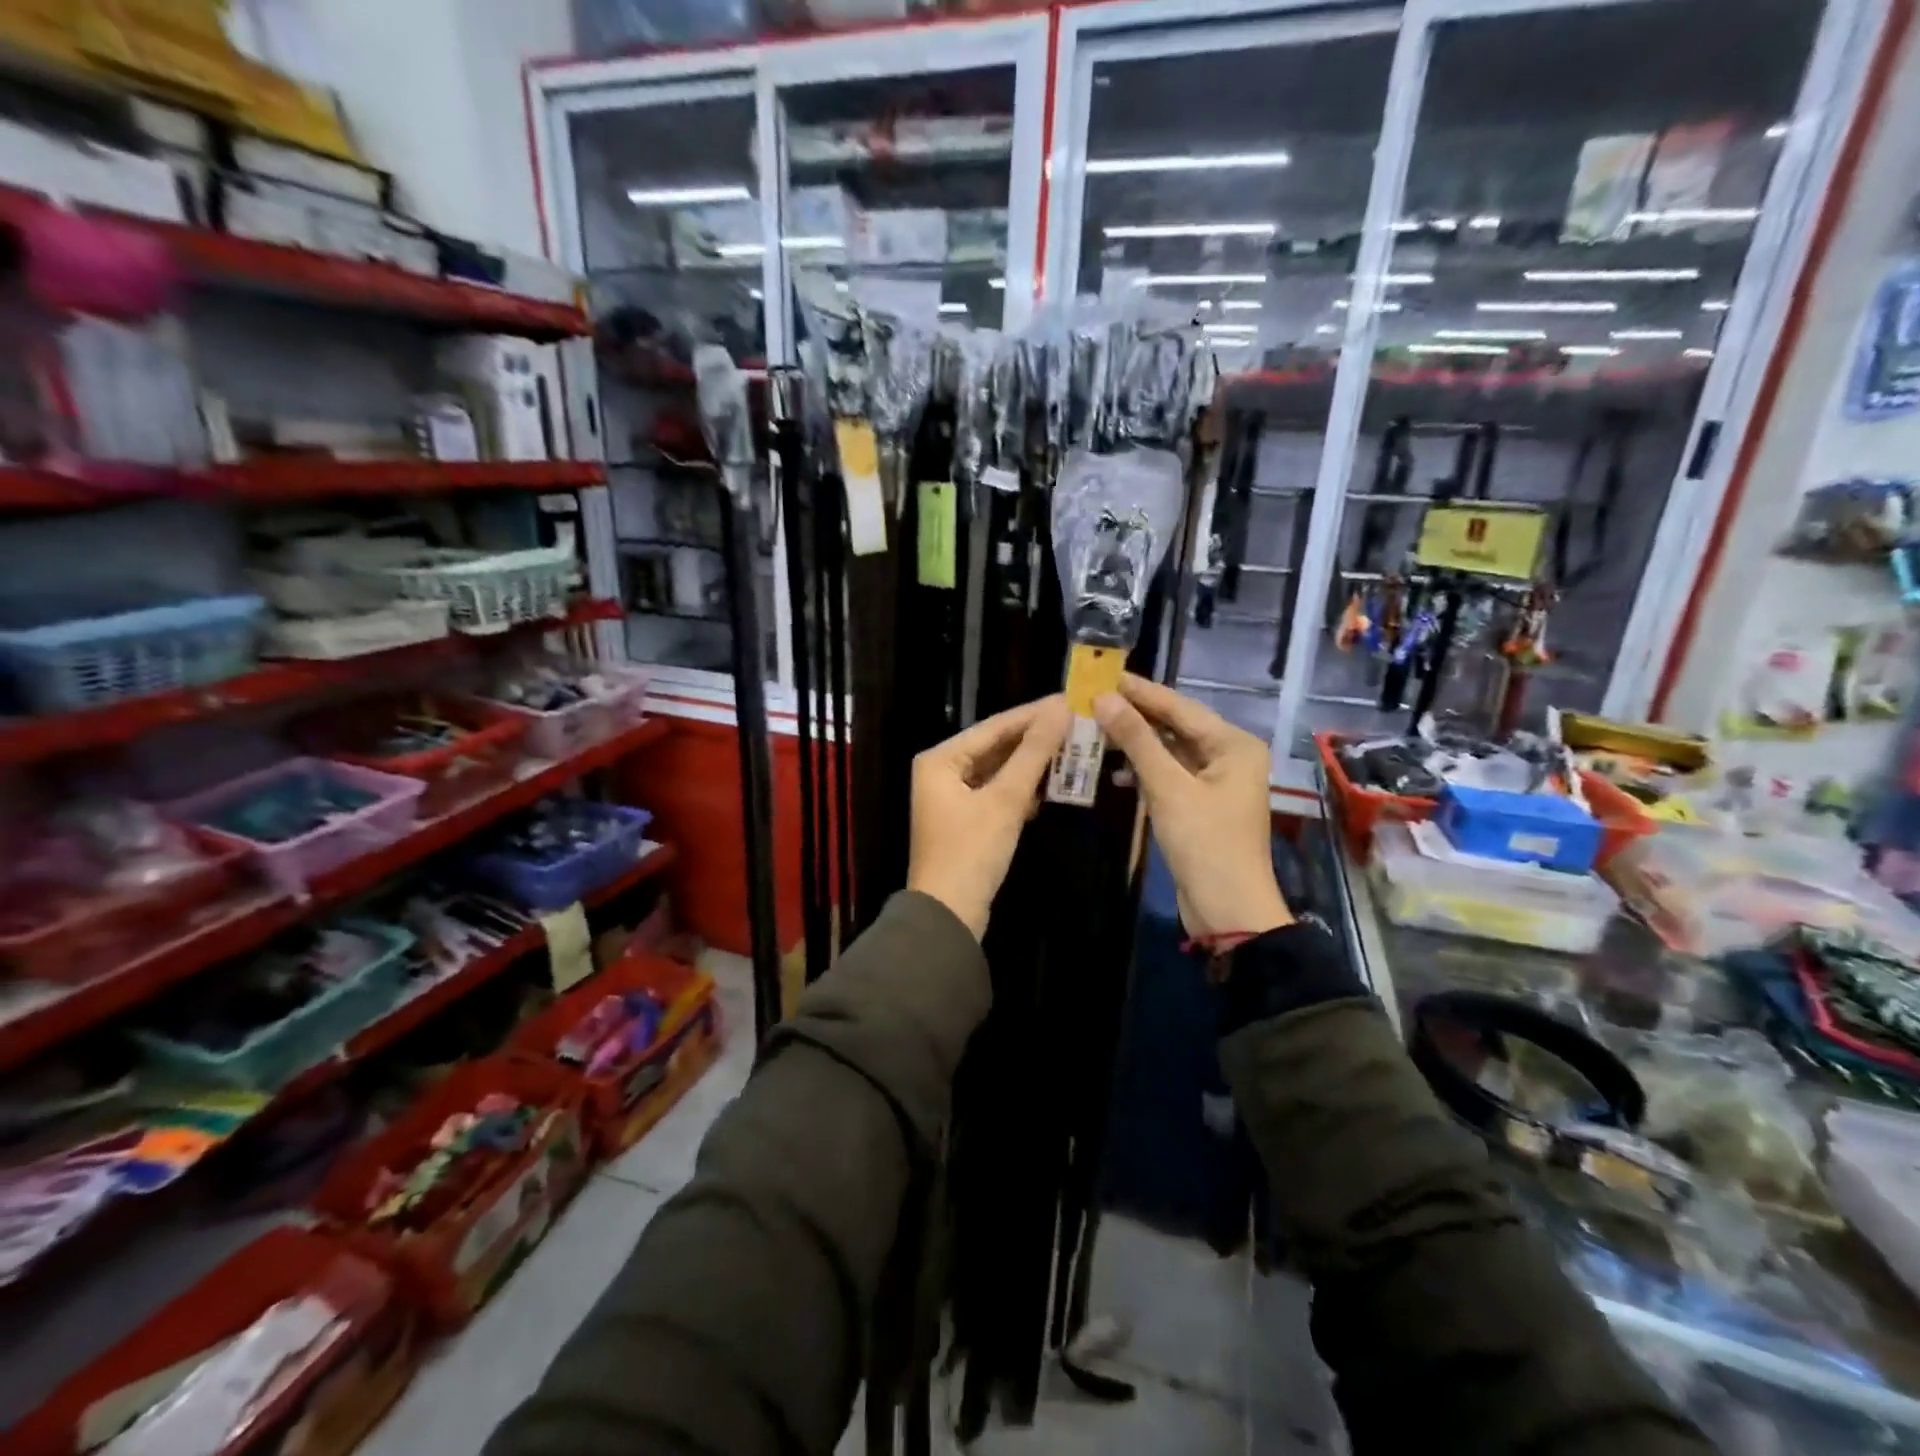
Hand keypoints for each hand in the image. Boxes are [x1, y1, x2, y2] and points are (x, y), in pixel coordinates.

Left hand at [907, 696, 1072, 938]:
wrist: (949, 916)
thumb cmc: (971, 851)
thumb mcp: (1005, 800)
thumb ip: (1033, 753)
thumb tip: (1060, 710)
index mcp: (940, 759)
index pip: (994, 726)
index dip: (1034, 714)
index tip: (1070, 700)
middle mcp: (942, 771)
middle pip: (996, 746)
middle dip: (1036, 739)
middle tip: (1078, 722)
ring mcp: (952, 796)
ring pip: (999, 770)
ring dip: (1032, 764)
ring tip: (1074, 747)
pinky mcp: (967, 819)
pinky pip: (998, 792)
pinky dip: (1022, 789)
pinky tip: (1052, 784)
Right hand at [1094, 674, 1291, 939]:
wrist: (1227, 909)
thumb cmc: (1204, 843)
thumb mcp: (1167, 788)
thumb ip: (1137, 740)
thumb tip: (1104, 698)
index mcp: (1233, 745)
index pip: (1180, 707)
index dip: (1141, 691)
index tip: (1105, 675)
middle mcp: (1229, 755)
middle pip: (1176, 725)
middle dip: (1136, 715)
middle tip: (1094, 698)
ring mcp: (1216, 781)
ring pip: (1170, 750)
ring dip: (1137, 743)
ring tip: (1097, 728)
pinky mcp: (1201, 804)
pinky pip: (1170, 774)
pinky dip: (1144, 770)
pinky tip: (1116, 771)